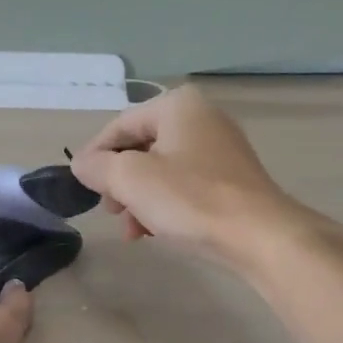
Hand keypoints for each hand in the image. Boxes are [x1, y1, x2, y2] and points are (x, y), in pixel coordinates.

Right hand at [69, 86, 332, 270]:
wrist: (260, 236)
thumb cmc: (190, 199)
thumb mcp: (130, 179)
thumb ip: (97, 166)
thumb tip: (81, 163)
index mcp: (178, 106)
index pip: (120, 125)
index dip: (95, 155)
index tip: (82, 186)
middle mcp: (202, 118)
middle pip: (142, 147)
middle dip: (120, 182)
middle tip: (111, 211)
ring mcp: (221, 149)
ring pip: (163, 170)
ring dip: (140, 199)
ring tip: (133, 231)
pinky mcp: (233, 179)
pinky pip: (186, 186)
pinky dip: (166, 205)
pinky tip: (157, 233)